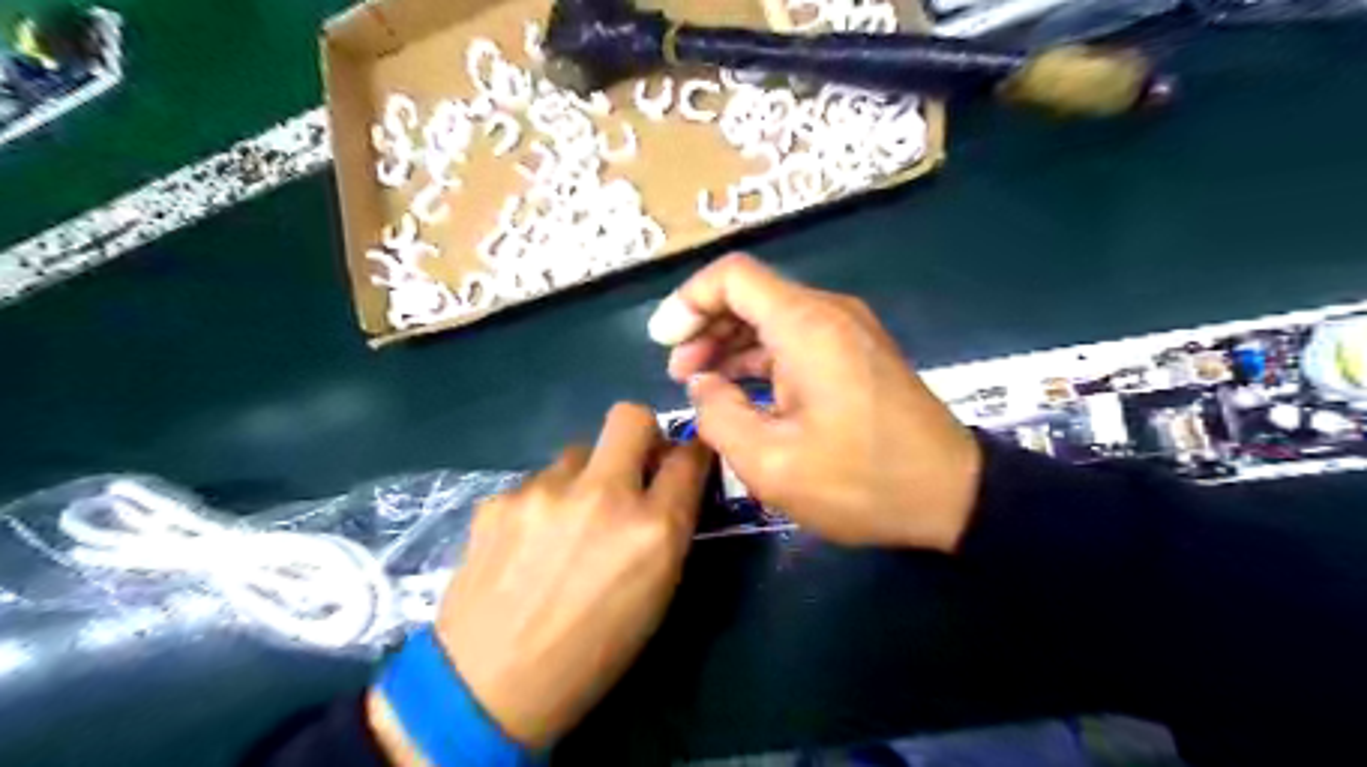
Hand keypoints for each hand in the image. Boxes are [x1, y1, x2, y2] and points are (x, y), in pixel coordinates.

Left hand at [369, 403, 709, 757]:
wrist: (487, 687)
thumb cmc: (591, 653)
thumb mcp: (655, 596)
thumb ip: (668, 529)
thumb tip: (668, 486)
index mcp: (652, 531)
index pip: (688, 458)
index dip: (692, 452)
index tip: (685, 457)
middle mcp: (602, 496)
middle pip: (631, 417)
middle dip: (641, 432)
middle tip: (633, 464)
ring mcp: (545, 491)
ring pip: (578, 452)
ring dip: (586, 476)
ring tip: (568, 522)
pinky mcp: (501, 497)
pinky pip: (538, 482)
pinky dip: (545, 502)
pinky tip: (528, 542)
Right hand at [650, 256, 981, 551]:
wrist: (952, 496)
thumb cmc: (861, 482)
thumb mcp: (771, 463)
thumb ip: (719, 416)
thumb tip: (703, 386)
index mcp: (806, 326)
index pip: (732, 276)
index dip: (689, 301)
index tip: (664, 343)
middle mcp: (828, 313)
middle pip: (751, 294)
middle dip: (705, 326)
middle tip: (679, 372)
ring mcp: (847, 331)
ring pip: (772, 316)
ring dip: (731, 343)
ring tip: (701, 383)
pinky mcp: (857, 353)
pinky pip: (796, 338)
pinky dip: (761, 356)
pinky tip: (742, 389)